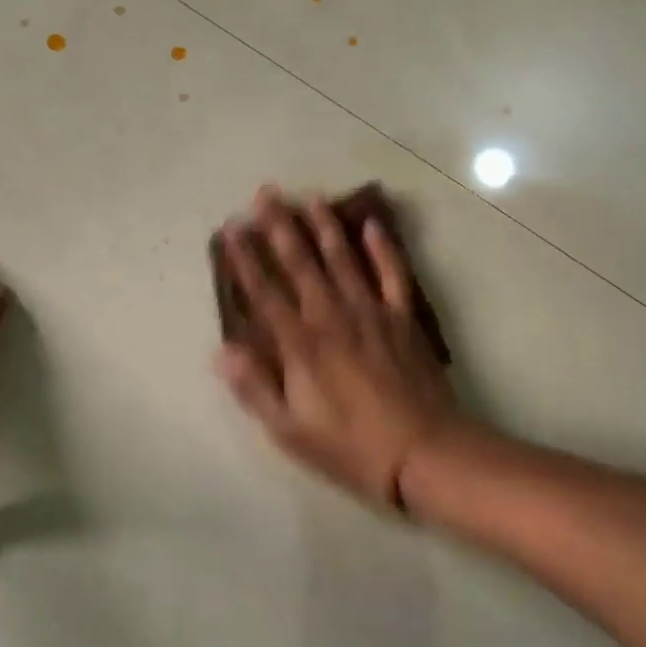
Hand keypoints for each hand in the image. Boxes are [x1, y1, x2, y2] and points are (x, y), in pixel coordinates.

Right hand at [216, 188, 458, 511]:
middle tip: (266, 194)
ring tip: (309, 197)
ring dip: (324, 226)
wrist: (424, 453)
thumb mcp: (290, 430)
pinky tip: (372, 224)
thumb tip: (222, 351)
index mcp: (301, 345)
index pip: (265, 292)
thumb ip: (255, 387)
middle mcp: (332, 317)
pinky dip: (383, 248)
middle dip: (280, 226)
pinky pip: (392, 274)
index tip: (231, 229)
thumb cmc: (350, 446)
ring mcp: (371, 312)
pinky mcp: (403, 318)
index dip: (245, 260)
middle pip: (301, 263)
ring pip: (343, 259)